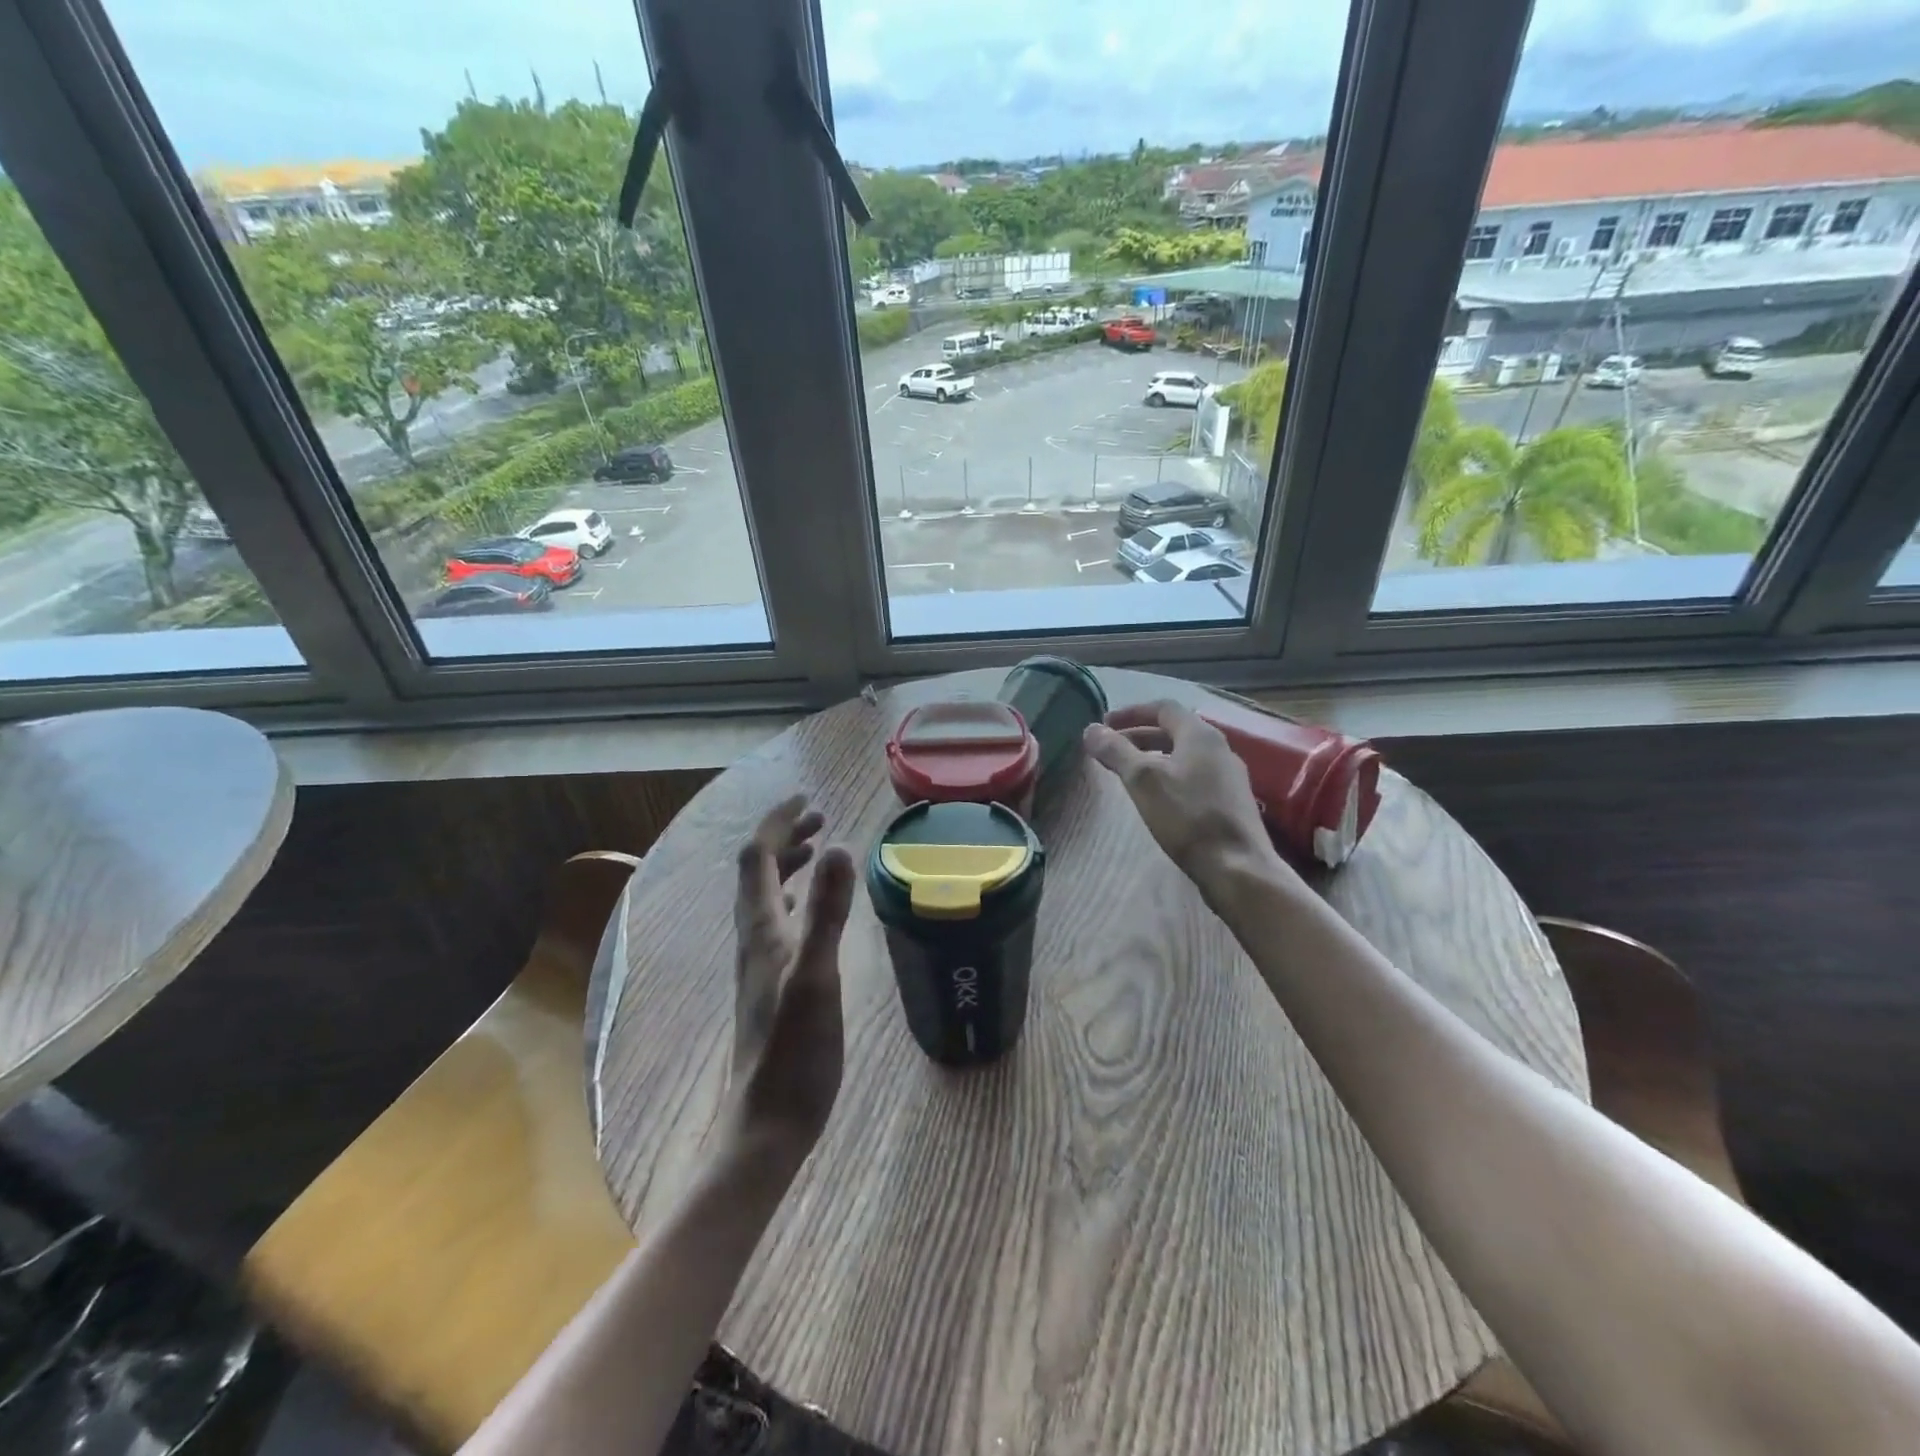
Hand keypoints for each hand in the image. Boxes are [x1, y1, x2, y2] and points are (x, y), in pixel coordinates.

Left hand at [723, 795, 855, 1181]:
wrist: (769, 1121)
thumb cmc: (796, 1051)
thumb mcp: (818, 975)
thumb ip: (828, 912)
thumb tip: (839, 847)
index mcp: (761, 930)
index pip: (757, 857)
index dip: (778, 822)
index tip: (808, 799)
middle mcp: (753, 939)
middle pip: (757, 872)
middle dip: (784, 837)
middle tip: (819, 818)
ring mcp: (759, 963)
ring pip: (764, 896)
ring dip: (786, 864)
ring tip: (816, 849)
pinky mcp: (771, 983)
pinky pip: (775, 921)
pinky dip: (792, 897)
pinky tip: (808, 911)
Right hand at [1083, 700, 1288, 897]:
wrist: (1237, 867)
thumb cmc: (1187, 816)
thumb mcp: (1143, 780)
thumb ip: (1117, 751)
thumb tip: (1091, 729)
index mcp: (1201, 735)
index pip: (1163, 708)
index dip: (1131, 712)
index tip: (1105, 723)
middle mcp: (1220, 748)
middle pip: (1175, 730)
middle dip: (1140, 735)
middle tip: (1112, 748)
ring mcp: (1230, 776)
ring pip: (1185, 755)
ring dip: (1154, 756)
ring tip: (1130, 772)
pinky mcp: (1231, 802)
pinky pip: (1195, 776)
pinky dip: (1170, 775)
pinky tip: (1159, 797)